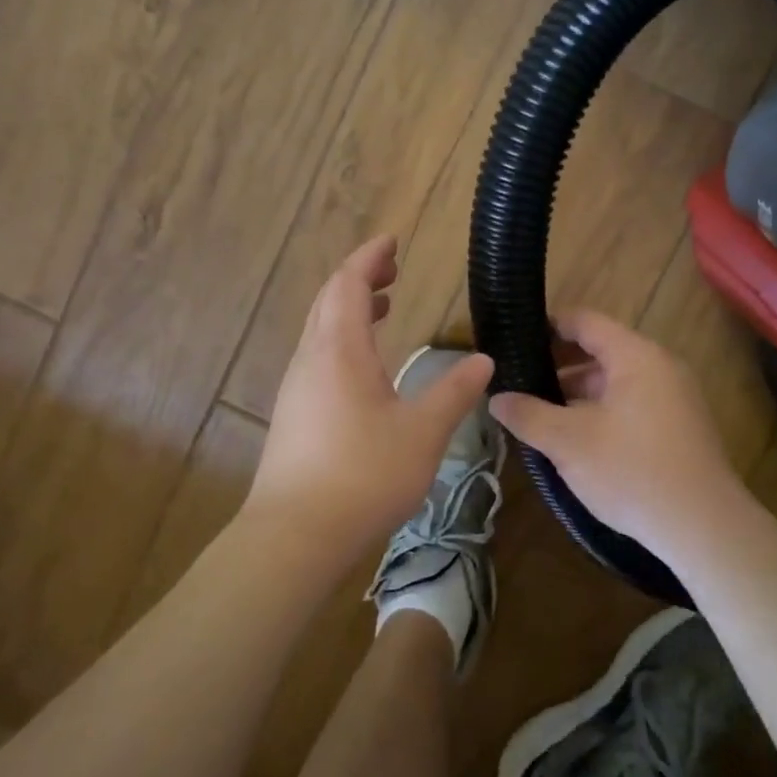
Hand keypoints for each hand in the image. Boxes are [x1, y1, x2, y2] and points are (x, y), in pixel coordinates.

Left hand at [247, 236, 493, 567]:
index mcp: (339, 350)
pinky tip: (365, 367)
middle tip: (392, 270)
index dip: (369, 258)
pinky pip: (318, 358)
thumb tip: (483, 361)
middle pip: (328, 301)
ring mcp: (296, 388)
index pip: (348, 284)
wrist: (295, 535)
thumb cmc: (363, 475)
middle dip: (359, 278)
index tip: (392, 241)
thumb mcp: (423, 432)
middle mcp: (311, 360)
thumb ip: (453, 392)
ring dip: (350, 311)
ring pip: (320, 331)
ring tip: (383, 308)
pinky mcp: (293, 416)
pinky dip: (342, 341)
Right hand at [488, 309, 749, 554]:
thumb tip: (495, 398)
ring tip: (538, 412)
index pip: (584, 321)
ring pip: (615, 381)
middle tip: (518, 380)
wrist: (703, 528)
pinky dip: (600, 410)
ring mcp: (675, 397)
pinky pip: (631, 403)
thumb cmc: (632, 472)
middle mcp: (660, 366)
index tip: (513, 338)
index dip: (547, 325)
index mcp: (635, 356)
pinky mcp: (680, 426)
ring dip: (577, 392)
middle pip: (600, 350)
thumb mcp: (569, 443)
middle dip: (557, 364)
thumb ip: (528, 414)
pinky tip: (575, 437)